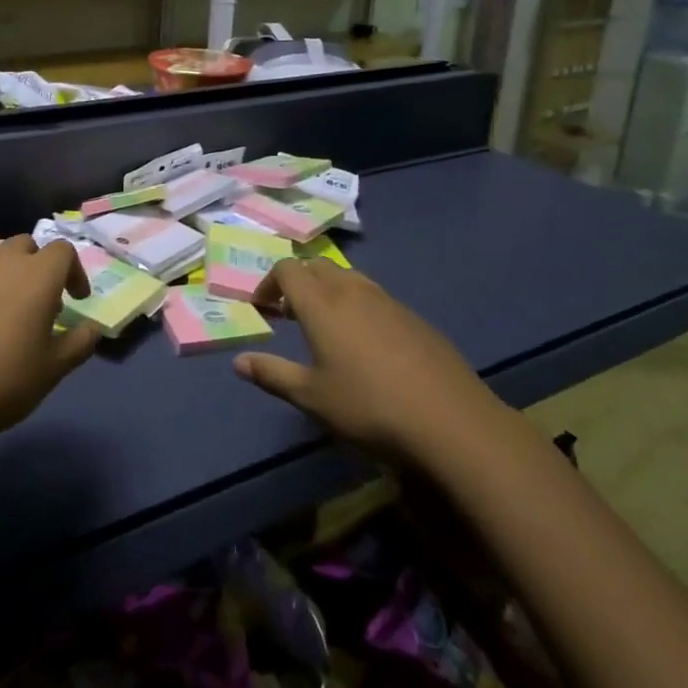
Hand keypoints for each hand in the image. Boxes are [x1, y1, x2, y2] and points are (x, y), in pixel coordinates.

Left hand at [0, 236, 100, 450]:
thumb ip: (79, 343)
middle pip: (25, 245)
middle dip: (36, 266)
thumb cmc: (1, 383)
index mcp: (36, 275)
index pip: (63, 251)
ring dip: (1, 274)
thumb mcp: (53, 371)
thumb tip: (91, 328)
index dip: (74, 272)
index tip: (75, 300)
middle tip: (36, 301)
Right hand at [234, 258, 499, 459]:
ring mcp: (387, 300)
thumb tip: (238, 362)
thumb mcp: (312, 398)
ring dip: (328, 290)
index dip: (269, 283)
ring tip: (326, 326)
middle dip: (297, 282)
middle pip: (316, 266)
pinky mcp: (414, 317)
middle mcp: (352, 291)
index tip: (263, 308)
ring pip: (348, 278)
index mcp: (321, 304)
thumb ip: (272, 374)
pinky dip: (357, 305)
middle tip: (290, 314)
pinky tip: (367, 344)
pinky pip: (375, 296)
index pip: (287, 270)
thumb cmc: (369, 407)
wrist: (450, 421)